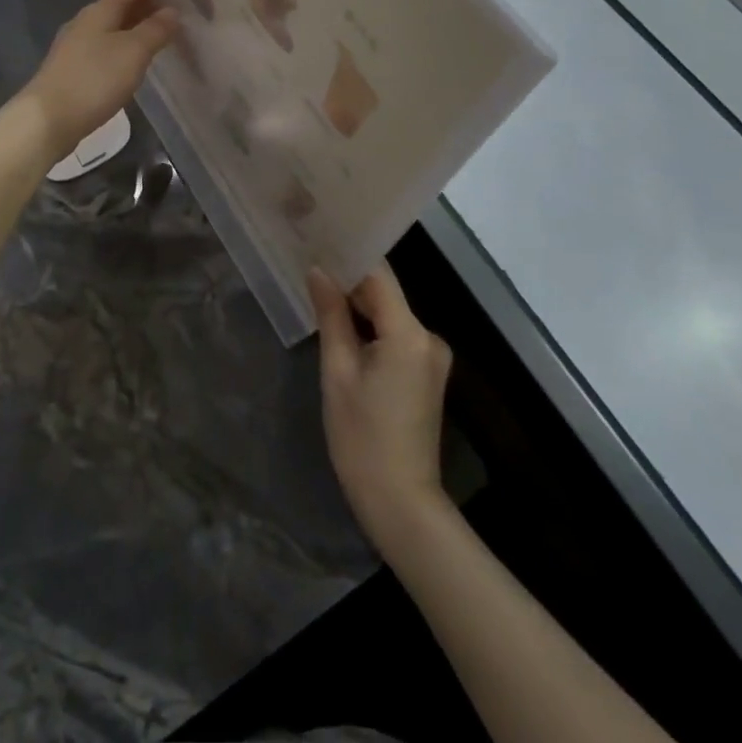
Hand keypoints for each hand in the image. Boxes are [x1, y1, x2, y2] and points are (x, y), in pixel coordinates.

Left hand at [20, 0, 177, 163]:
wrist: (48, 119)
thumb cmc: (94, 79)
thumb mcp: (134, 52)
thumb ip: (155, 29)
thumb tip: (172, 10)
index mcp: (99, 12)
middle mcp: (84, 23)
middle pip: (116, 5)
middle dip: (141, 1)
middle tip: (169, 0)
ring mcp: (74, 48)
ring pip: (109, 28)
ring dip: (131, 25)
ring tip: (155, 28)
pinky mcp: (71, 71)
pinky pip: (102, 48)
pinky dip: (121, 46)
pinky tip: (130, 58)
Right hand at [309, 263, 453, 556]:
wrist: (401, 503)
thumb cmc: (362, 438)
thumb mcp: (338, 372)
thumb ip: (331, 315)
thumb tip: (319, 271)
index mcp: (409, 333)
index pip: (378, 275)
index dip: (349, 255)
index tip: (319, 239)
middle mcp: (428, 336)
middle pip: (386, 293)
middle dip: (350, 279)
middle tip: (311, 261)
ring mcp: (431, 356)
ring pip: (390, 313)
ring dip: (359, 303)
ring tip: (319, 286)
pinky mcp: (426, 372)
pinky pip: (396, 334)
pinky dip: (371, 326)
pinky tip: (343, 322)